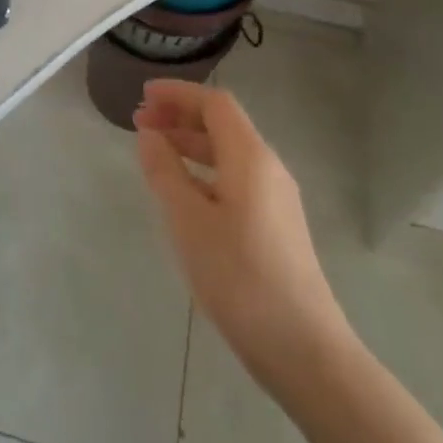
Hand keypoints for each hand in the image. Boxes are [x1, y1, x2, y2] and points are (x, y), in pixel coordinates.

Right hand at [134, 80, 352, 390]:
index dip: (178, 94)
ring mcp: (276, 199)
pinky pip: (235, 178)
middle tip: (139, 122)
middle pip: (223, 125)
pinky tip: (182, 192)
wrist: (303, 348)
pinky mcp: (275, 226)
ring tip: (154, 152)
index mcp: (251, 157)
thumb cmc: (239, 278)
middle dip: (180, 116)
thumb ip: (165, 171)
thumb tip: (150, 134)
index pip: (215, 104)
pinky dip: (204, 171)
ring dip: (190, 144)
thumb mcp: (188, 221)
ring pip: (228, 153)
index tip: (142, 96)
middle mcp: (268, 168)